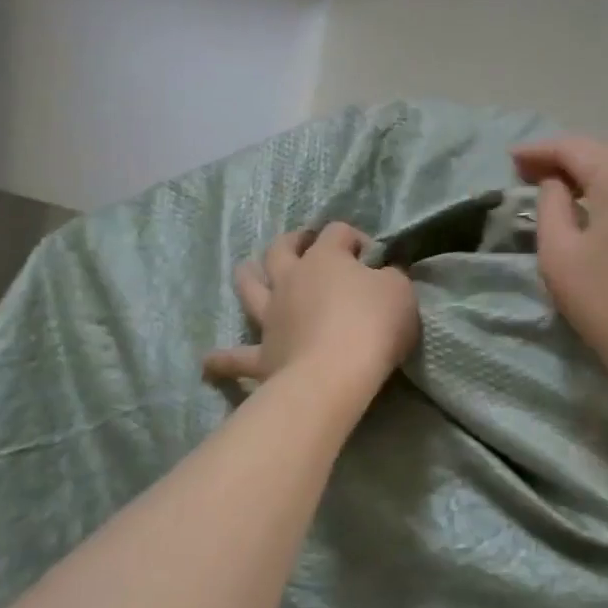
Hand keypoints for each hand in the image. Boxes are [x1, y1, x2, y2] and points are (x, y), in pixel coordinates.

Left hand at [203, 223, 417, 397]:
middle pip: (282, 249)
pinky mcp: (263, 355)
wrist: (335, 375)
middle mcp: (291, 280)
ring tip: (246, 270)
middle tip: (304, 244)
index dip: (355, 238)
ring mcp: (271, 316)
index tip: (373, 257)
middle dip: (293, 242)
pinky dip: (222, 360)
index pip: (337, 232)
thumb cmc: (373, 324)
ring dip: (247, 276)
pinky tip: (208, 363)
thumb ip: (390, 277)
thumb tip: (383, 274)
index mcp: (325, 258)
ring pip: (250, 288)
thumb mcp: (399, 291)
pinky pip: (237, 358)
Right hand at [512, 136, 607, 395]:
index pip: (574, 148)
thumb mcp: (559, 253)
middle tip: (531, 174)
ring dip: (595, 179)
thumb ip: (550, 204)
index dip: (539, 151)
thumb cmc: (607, 303)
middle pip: (604, 156)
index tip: (511, 159)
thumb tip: (557, 183)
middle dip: (566, 163)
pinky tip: (605, 212)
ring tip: (564, 191)